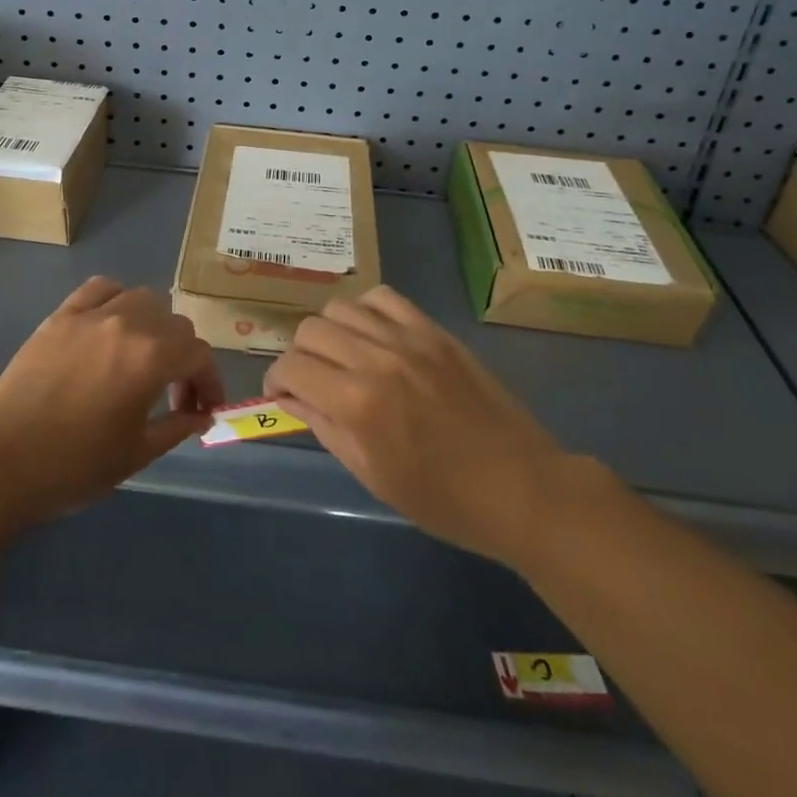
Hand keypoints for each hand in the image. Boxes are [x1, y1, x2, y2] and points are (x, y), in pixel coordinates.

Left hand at [0, 276, 225, 523]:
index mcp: (152, 357)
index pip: (199, 354)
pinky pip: (100, 288)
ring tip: (143, 356)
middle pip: (175, 324)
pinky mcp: (61, 315)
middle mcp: (128, 323)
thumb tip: (203, 414)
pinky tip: (111, 325)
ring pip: (142, 298)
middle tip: (173, 394)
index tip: (204, 409)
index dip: (209, 381)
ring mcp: (91, 314)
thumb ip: (177, 427)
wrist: (0, 462)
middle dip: (184, 357)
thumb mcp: (136, 454)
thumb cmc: (73, 465)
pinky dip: (116, 299)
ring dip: (154, 324)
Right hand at [263, 286, 566, 564]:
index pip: (292, 367)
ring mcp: (408, 339)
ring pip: (341, 307)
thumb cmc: (442, 499)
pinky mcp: (433, 330)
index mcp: (358, 404)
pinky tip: (372, 335)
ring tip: (342, 356)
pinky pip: (383, 297)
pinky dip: (366, 311)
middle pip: (311, 330)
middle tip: (312, 380)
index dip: (276, 379)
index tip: (282, 393)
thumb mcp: (372, 476)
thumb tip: (291, 397)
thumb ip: (325, 427)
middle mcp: (376, 359)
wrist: (519, 487)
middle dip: (300, 356)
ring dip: (330, 331)